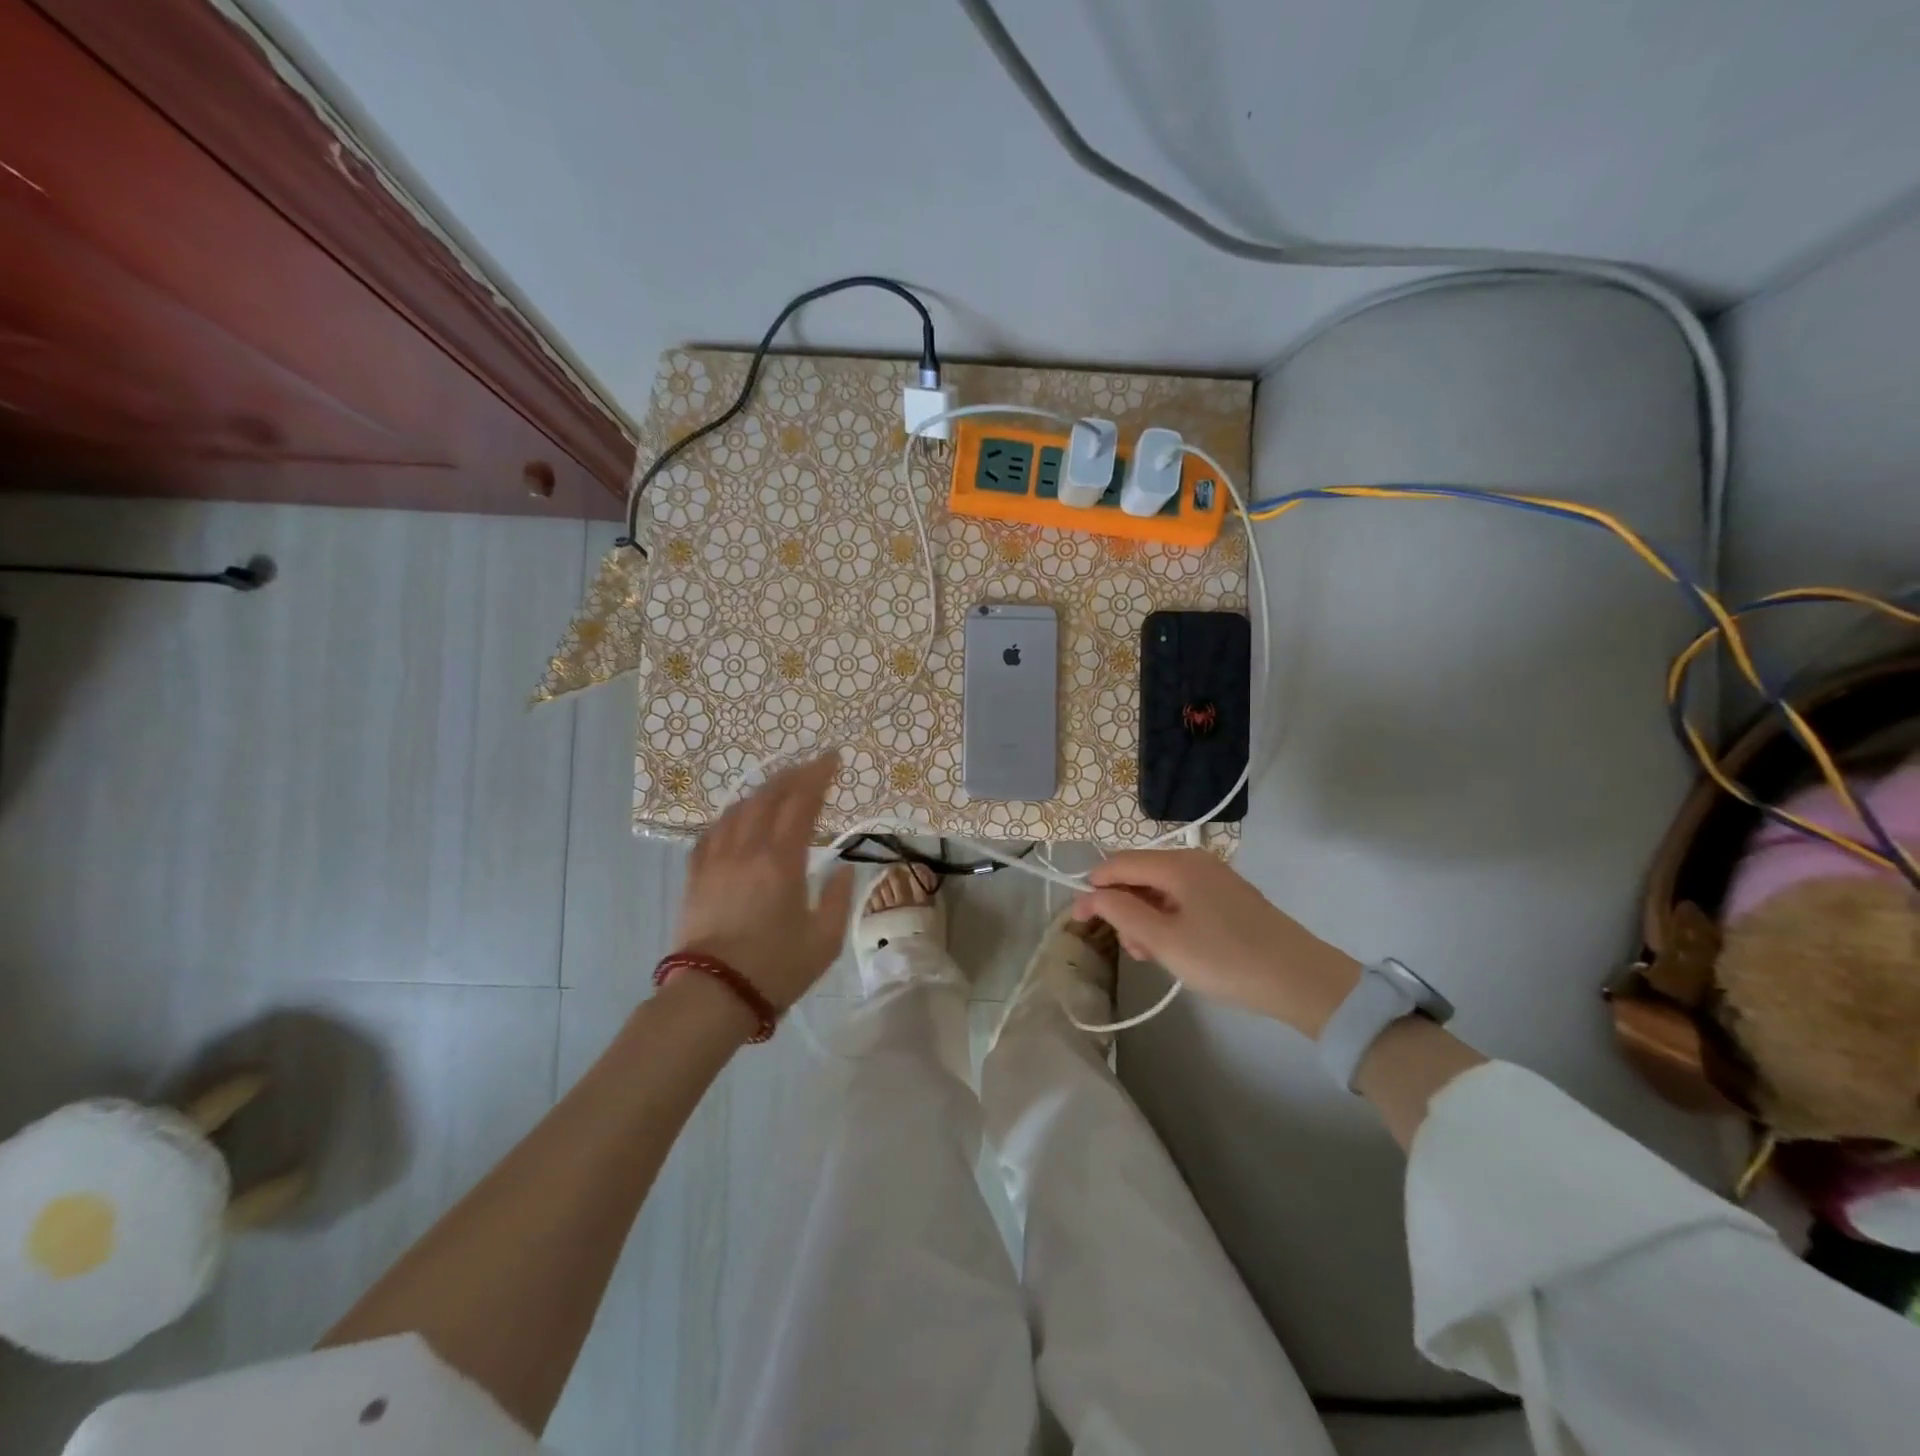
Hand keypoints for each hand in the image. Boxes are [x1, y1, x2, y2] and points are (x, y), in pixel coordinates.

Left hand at [673, 753, 854, 1011]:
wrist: (712, 996)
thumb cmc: (775, 970)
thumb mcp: (825, 941)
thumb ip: (838, 899)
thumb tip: (844, 870)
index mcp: (781, 861)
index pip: (801, 803)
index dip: (818, 776)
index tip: (832, 758)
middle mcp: (747, 850)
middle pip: (768, 797)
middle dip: (792, 775)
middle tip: (811, 765)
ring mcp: (716, 860)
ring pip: (738, 809)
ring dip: (762, 791)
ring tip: (779, 787)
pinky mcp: (696, 876)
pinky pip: (712, 832)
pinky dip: (731, 816)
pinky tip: (737, 817)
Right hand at [1072, 849, 1360, 1035]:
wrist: (1301, 980)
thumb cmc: (1225, 959)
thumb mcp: (1164, 940)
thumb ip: (1121, 913)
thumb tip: (1091, 895)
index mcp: (1177, 864)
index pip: (1118, 863)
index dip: (1092, 888)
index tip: (1077, 920)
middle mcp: (1194, 861)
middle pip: (1139, 874)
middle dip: (1122, 906)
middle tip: (1126, 947)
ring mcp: (1213, 879)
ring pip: (1160, 890)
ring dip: (1144, 918)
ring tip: (1149, 955)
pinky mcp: (1227, 898)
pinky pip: (1182, 900)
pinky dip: (1167, 920)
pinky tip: (1172, 949)